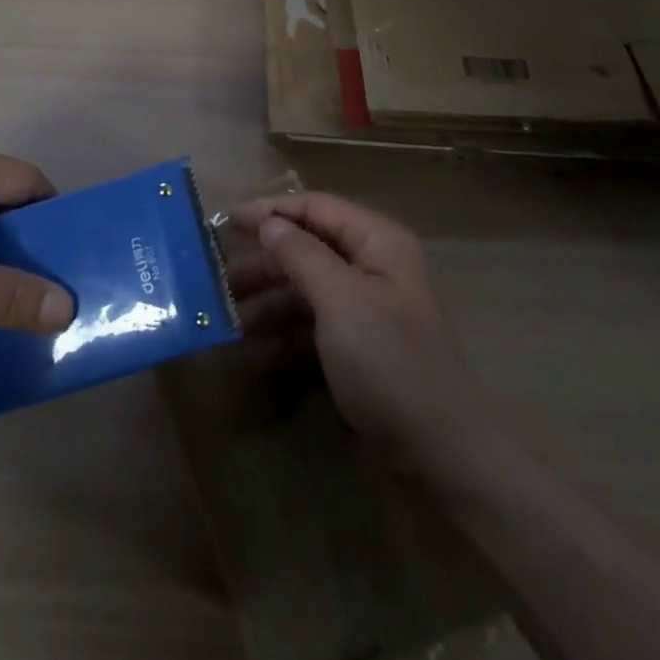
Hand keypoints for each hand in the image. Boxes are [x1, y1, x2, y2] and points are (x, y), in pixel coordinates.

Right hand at [228, 192, 482, 471]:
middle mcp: (372, 264)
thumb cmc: (389, 361)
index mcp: (377, 241)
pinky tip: (256, 349)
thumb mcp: (340, 301)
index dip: (270, 211)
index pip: (316, 208)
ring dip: (269, 300)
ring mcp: (366, 305)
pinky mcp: (359, 343)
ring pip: (306, 287)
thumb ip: (301, 255)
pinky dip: (285, 331)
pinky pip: (314, 323)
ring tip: (231, 319)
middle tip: (219, 278)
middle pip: (308, 248)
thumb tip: (268, 221)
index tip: (226, 223)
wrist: (440, 451)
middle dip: (265, 263)